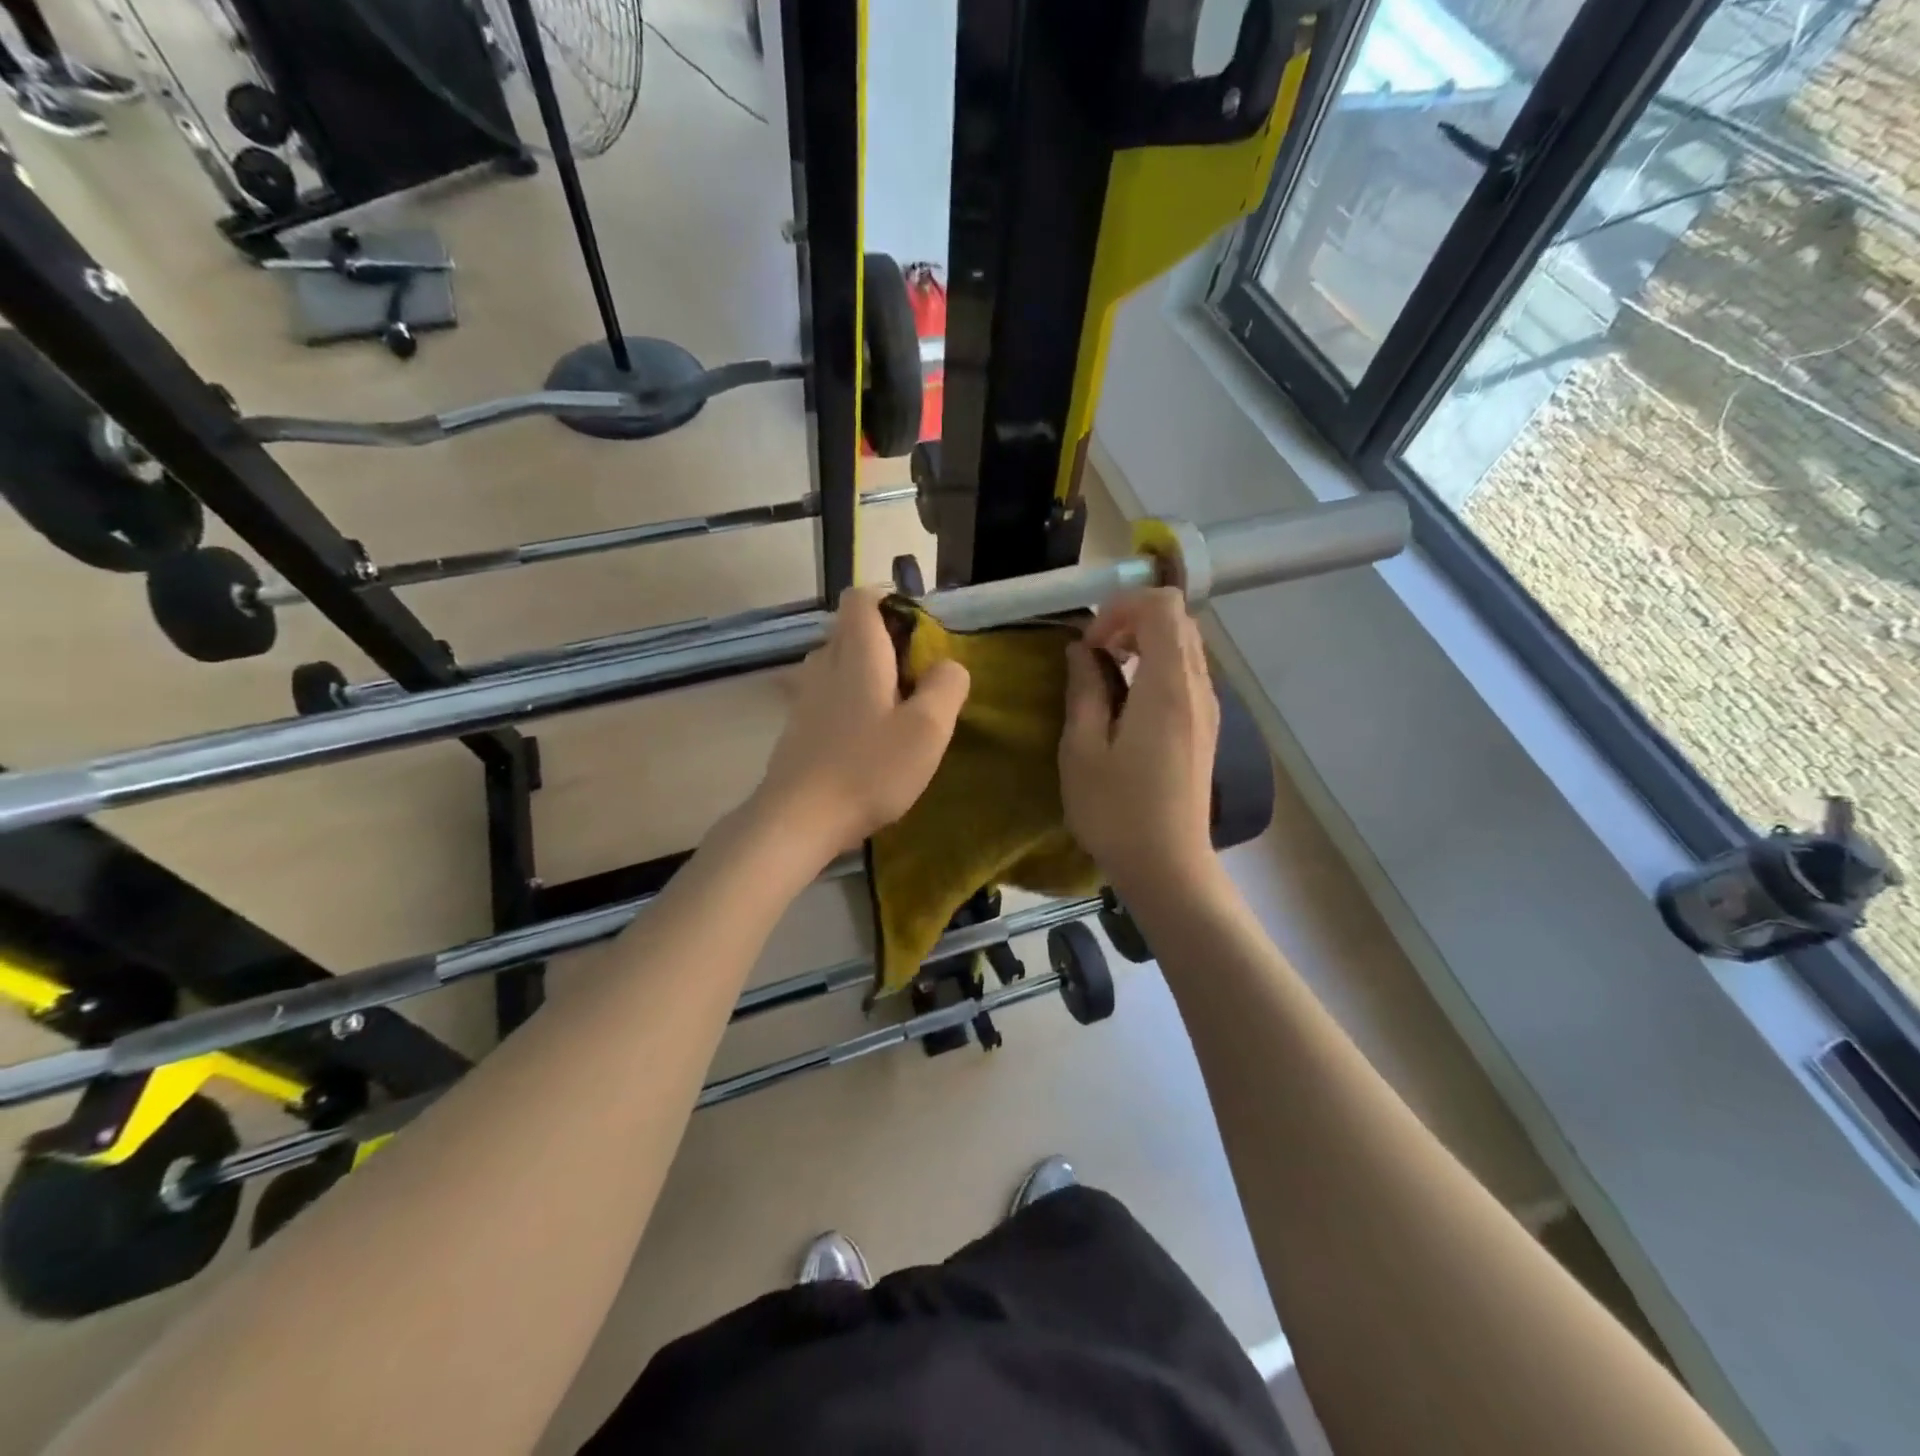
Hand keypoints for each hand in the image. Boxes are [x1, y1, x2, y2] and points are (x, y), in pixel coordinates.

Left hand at [752, 587, 969, 861]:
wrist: (798, 819)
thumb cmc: (869, 769)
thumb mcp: (927, 729)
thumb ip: (946, 686)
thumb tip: (947, 665)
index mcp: (858, 653)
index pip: (862, 597)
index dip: (892, 601)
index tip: (920, 634)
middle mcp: (825, 663)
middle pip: (851, 629)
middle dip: (886, 642)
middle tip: (917, 679)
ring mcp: (805, 695)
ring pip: (839, 663)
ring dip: (868, 674)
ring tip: (896, 711)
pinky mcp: (798, 725)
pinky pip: (828, 694)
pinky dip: (851, 701)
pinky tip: (868, 740)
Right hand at [1060, 588, 1219, 898]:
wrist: (1169, 866)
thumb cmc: (1116, 811)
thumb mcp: (1082, 750)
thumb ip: (1084, 690)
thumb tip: (1082, 650)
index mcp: (1167, 686)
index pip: (1162, 606)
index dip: (1121, 608)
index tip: (1090, 644)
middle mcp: (1198, 688)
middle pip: (1178, 620)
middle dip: (1132, 621)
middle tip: (1095, 655)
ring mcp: (1208, 708)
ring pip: (1185, 646)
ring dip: (1145, 644)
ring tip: (1107, 676)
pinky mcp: (1207, 728)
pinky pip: (1187, 674)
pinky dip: (1157, 668)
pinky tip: (1128, 704)